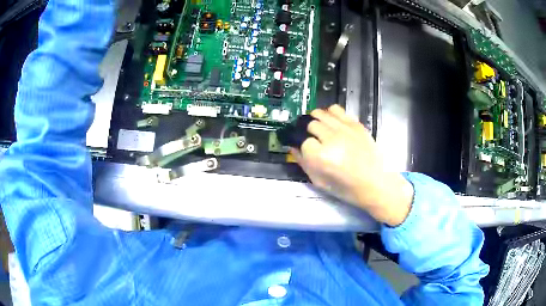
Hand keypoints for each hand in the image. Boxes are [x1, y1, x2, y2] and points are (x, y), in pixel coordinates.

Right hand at [291, 105, 413, 226]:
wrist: (375, 182)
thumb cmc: (346, 188)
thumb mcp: (319, 181)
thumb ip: (303, 162)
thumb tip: (292, 146)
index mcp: (320, 156)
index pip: (301, 140)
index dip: (301, 145)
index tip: (304, 149)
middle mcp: (331, 138)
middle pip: (309, 124)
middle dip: (307, 132)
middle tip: (312, 140)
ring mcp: (344, 128)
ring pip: (319, 113)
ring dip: (315, 120)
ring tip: (319, 129)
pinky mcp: (355, 124)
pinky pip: (336, 109)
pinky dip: (329, 113)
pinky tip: (331, 122)